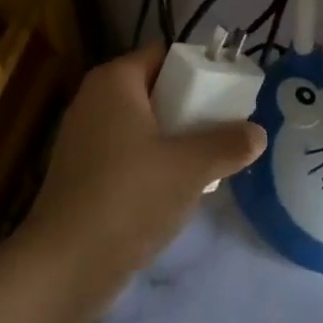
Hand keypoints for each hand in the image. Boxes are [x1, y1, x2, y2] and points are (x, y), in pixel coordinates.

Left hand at [21, 46, 263, 294]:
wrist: (64, 267)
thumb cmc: (128, 197)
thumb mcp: (190, 168)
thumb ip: (228, 145)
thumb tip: (258, 134)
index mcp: (115, 80)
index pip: (165, 55)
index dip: (198, 69)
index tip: (228, 94)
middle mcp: (94, 98)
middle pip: (154, 88)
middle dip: (189, 108)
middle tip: (222, 129)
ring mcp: (82, 136)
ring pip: (140, 123)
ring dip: (172, 138)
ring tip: (205, 162)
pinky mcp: (79, 172)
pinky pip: (125, 151)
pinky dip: (149, 161)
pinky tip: (172, 189)